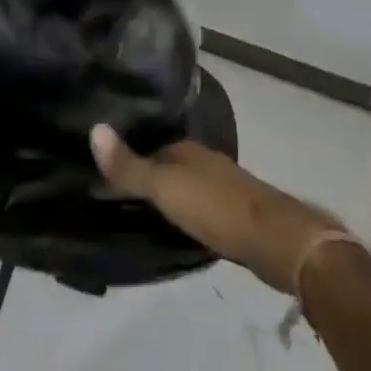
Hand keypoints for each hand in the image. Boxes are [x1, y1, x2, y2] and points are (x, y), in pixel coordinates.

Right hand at [90, 127, 347, 292]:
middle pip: (170, 165)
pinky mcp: (238, 216)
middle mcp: (206, 162)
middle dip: (149, 176)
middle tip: (118, 196)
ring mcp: (225, 188)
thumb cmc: (217, 208)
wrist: (278, 241)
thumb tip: (93, 129)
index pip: (151, 147)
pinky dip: (188, 215)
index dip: (130, 158)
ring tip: (142, 214)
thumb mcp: (165, 188)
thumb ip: (129, 167)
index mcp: (188, 151)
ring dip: (170, 197)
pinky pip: (202, 209)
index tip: (106, 174)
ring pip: (188, 187)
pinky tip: (179, 229)